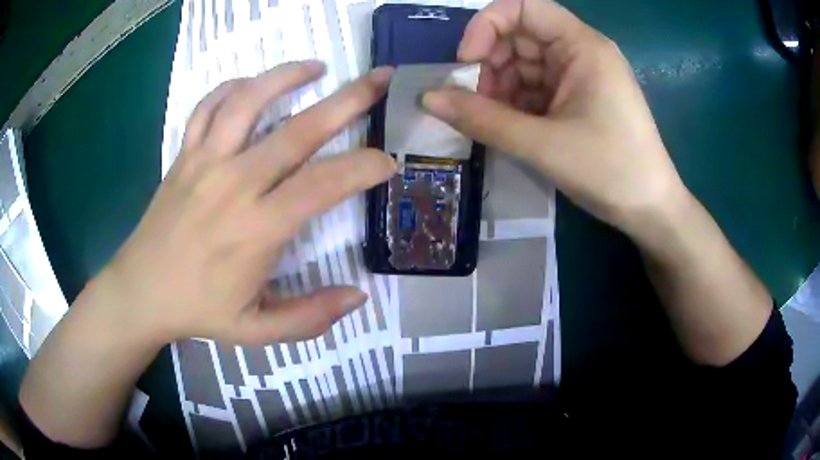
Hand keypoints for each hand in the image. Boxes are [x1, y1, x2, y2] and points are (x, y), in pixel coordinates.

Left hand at [95, 61, 394, 345]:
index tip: (387, 161)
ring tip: (317, 67)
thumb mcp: (256, 331)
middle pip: (299, 129)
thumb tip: (359, 297)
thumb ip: (310, 317)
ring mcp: (204, 162)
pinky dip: (233, 87)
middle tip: (380, 78)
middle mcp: (234, 184)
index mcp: (257, 230)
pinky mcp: (184, 155)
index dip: (363, 168)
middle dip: (348, 100)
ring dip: (287, 76)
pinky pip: (208, 107)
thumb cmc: (198, 311)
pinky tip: (253, 84)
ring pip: (249, 101)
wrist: (141, 291)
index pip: (323, 184)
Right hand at [423, 0, 688, 237]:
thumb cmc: (610, 170)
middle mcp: (580, 52)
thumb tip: (427, 98)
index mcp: (582, 46)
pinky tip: (507, 126)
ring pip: (524, 64)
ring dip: (499, 87)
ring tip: (489, 121)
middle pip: (520, 36)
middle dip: (490, 64)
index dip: (487, 25)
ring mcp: (579, 76)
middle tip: (472, 102)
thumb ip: (482, 118)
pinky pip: (535, 87)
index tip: (466, 62)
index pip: (523, 7)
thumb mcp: (543, 144)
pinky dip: (515, 103)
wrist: (650, 210)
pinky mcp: (577, 99)